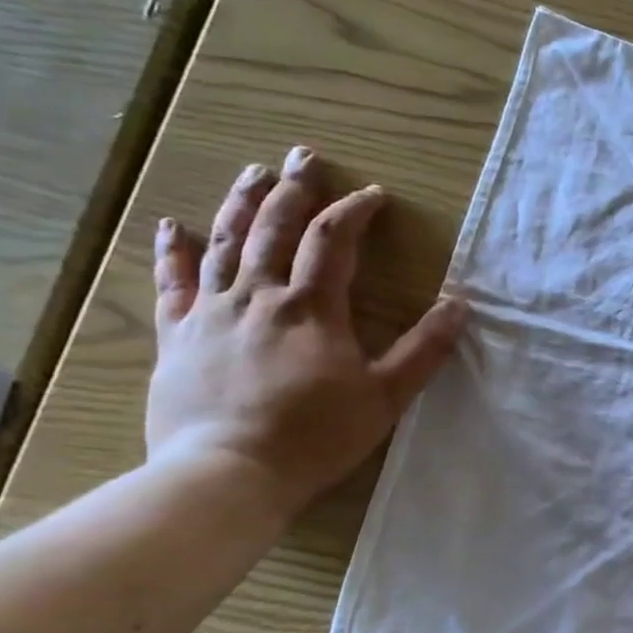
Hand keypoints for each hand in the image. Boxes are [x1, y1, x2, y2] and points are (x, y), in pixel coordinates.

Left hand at [146, 146, 466, 513]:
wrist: (227, 475)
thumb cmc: (315, 436)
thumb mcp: (386, 395)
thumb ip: (424, 348)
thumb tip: (459, 304)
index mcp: (311, 308)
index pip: (333, 241)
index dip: (354, 212)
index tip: (374, 195)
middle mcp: (259, 296)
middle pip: (274, 228)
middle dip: (293, 189)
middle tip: (303, 156)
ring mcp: (212, 313)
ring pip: (226, 243)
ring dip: (241, 204)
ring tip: (252, 172)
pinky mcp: (177, 336)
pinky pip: (173, 284)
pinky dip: (174, 251)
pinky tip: (173, 225)